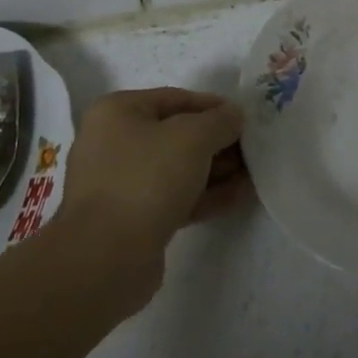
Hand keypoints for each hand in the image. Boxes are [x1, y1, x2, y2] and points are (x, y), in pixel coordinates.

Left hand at [54, 87, 249, 290]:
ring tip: (251, 174)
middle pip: (176, 135)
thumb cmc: (147, 178)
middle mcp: (112, 143)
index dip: (213, 106)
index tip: (244, 118)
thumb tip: (234, 116)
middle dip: (216, 142)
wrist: (106, 259)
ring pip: (176, 169)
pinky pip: (173, 197)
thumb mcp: (194, 137)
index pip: (175, 98)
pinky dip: (204, 194)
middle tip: (250, 149)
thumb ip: (220, 120)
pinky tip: (237, 196)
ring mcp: (120, 184)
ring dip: (214, 170)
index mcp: (117, 112)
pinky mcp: (131, 219)